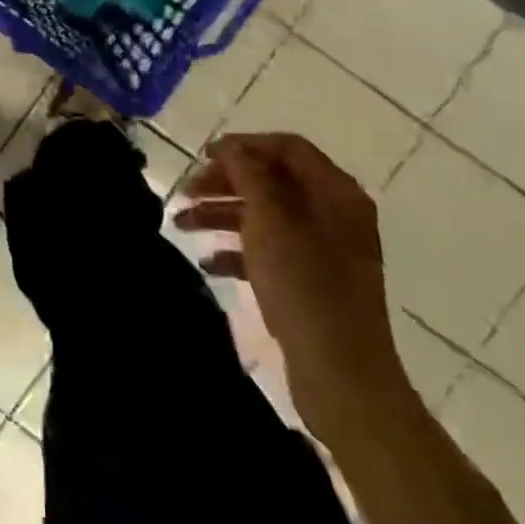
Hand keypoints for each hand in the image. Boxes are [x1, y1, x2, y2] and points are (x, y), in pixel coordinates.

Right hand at [175, 132, 411, 442]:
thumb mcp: (270, 220)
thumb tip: (233, 148)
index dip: (244, 145)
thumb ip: (249, 175)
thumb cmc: (305, 286)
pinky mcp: (313, 284)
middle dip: (226, 183)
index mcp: (335, 193)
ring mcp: (325, 251)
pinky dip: (239, 250)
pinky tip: (208, 262)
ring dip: (223, 215)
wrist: (343, 377)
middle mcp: (335, 215)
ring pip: (267, 217)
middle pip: (273, 181)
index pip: (287, 148)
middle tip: (187, 191)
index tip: (204, 155)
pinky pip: (271, 252)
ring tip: (181, 225)